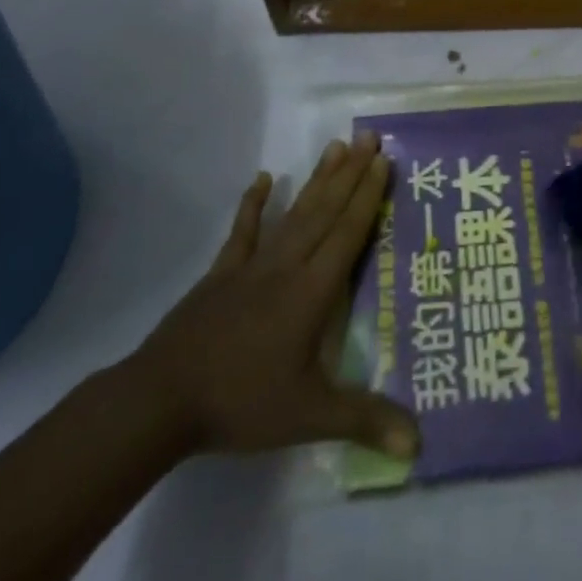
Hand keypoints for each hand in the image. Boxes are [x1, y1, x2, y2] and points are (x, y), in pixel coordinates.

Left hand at [124, 131, 419, 461]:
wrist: (161, 399)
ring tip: (336, 146)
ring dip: (317, 179)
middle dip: (351, 173)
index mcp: (312, 292)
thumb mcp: (309, 416)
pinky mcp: (221, 273)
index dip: (368, 195)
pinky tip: (264, 178)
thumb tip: (419, 444)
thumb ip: (364, 421)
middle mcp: (287, 266)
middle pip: (325, 212)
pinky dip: (254, 204)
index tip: (383, 160)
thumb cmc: (241, 402)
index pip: (348, 233)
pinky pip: (243, 231)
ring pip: (293, 213)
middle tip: (369, 136)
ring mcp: (251, 266)